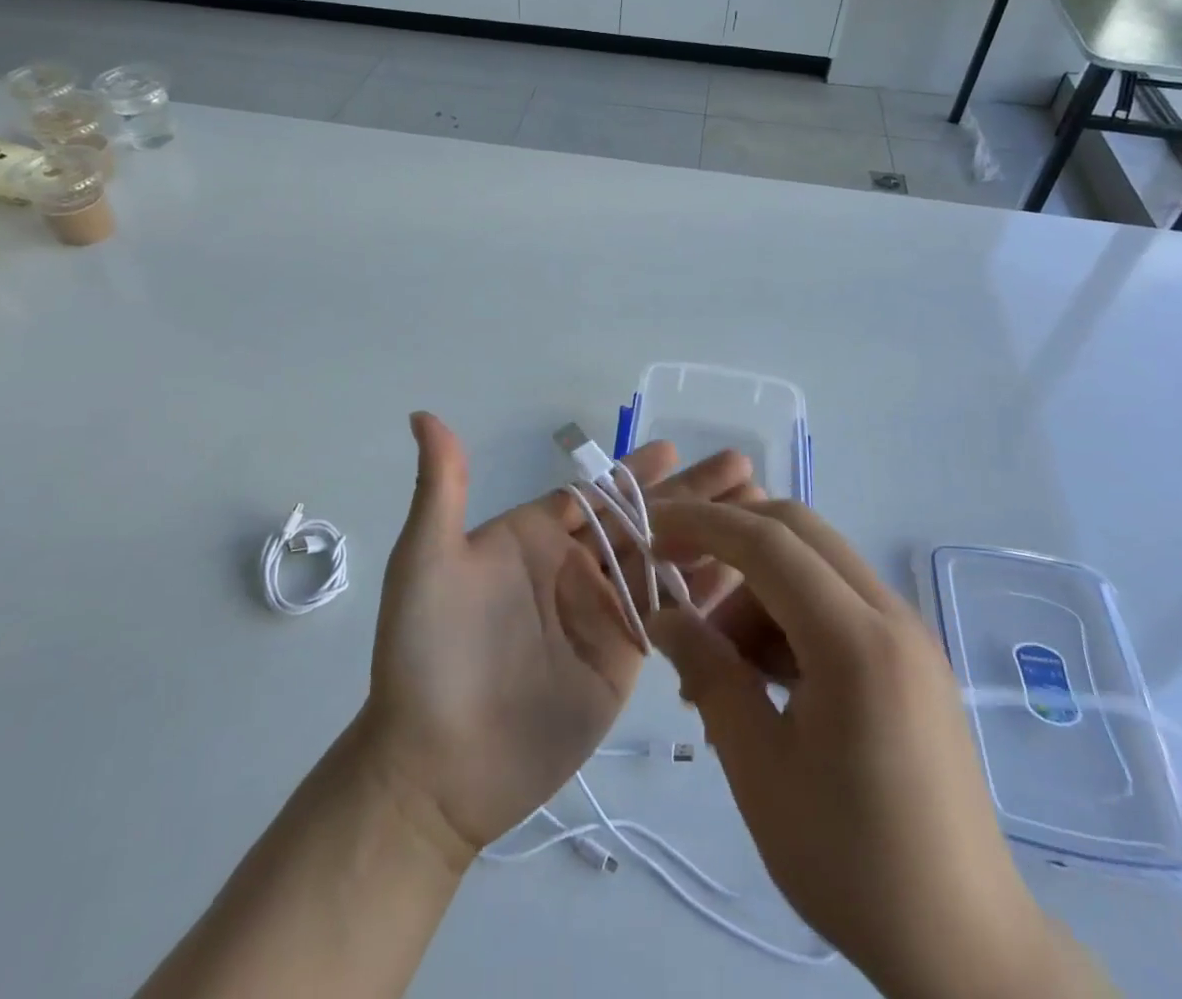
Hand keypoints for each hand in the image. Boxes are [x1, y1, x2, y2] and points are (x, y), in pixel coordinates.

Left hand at [359, 413, 755, 867]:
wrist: (436, 767)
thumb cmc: (427, 653)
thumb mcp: (426, 559)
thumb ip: (441, 487)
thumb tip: (422, 414)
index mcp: (533, 537)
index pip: (594, 493)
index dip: (633, 471)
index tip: (672, 448)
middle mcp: (572, 567)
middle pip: (640, 519)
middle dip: (689, 492)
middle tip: (740, 465)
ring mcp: (600, 613)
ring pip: (665, 560)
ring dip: (709, 533)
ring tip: (760, 507)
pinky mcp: (623, 659)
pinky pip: (670, 614)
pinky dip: (705, 589)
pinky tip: (746, 569)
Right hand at [647, 499, 1108, 998]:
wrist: (967, 947)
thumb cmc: (851, 861)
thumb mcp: (758, 767)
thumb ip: (709, 673)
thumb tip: (664, 615)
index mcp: (856, 641)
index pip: (767, 542)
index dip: (703, 525)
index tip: (651, 531)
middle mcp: (890, 616)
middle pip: (797, 530)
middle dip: (729, 538)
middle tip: (677, 574)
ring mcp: (907, 633)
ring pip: (813, 564)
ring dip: (756, 588)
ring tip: (718, 667)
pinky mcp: (910, 657)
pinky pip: (835, 601)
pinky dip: (787, 614)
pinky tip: (762, 679)